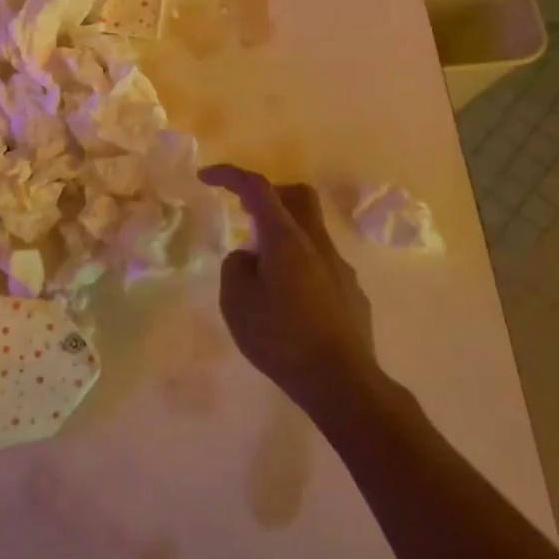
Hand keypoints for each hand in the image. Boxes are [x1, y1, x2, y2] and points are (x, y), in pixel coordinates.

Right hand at [199, 165, 379, 413]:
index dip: (230, 175)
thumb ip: (235, 268)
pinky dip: (299, 266)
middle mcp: (317, 244)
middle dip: (268, 194)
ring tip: (261, 273)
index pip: (257, 188)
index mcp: (286, 239)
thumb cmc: (281, 339)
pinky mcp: (351, 293)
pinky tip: (289, 302)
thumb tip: (249, 257)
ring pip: (310, 231)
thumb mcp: (236, 302)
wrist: (342, 383)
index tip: (206, 176)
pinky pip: (321, 263)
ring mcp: (340, 268)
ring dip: (283, 236)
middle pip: (297, 195)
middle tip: (244, 213)